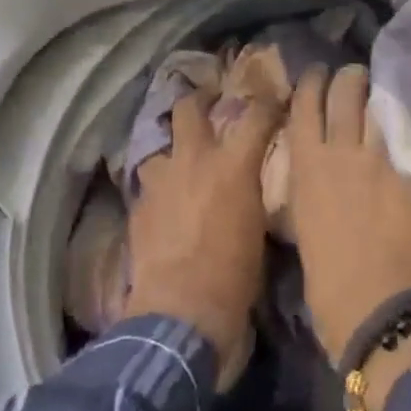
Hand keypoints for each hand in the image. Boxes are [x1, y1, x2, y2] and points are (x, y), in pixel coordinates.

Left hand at [125, 89, 281, 390]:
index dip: (267, 102)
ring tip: (180, 170)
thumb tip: (250, 186)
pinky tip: (164, 211)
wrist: (181, 311)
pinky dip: (159, 192)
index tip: (273, 99)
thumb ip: (251, 193)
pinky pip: (148, 187)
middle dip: (199, 100)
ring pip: (159, 149)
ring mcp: (159, 182)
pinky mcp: (137, 207)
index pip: (255, 115)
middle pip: (188, 108)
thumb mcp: (258, 226)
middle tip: (208, 103)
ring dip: (171, 156)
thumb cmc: (235, 274)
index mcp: (232, 165)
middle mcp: (193, 161)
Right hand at [287, 65, 410, 365]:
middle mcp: (340, 154)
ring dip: (380, 93)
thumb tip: (319, 187)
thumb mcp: (306, 232)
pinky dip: (408, 122)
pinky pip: (409, 134)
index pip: (304, 108)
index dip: (311, 84)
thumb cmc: (330, 287)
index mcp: (306, 171)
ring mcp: (381, 160)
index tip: (318, 74)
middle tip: (356, 76)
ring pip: (379, 106)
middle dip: (349, 78)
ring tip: (385, 87)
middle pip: (344, 93)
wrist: (380, 309)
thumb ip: (313, 198)